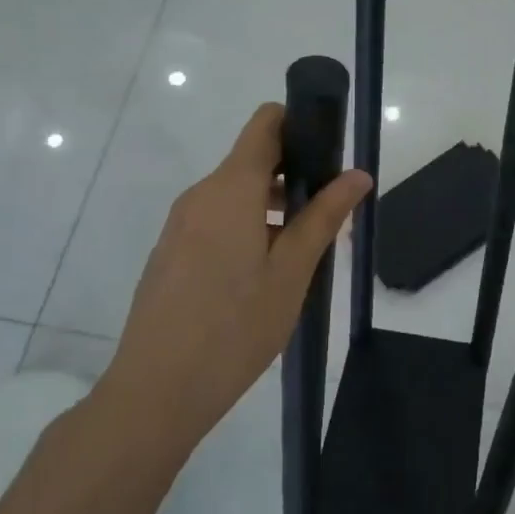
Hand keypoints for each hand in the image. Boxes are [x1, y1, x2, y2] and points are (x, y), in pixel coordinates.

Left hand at [95, 104, 370, 463]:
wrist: (156, 390)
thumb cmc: (235, 327)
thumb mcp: (292, 271)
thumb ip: (324, 216)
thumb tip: (358, 174)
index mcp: (231, 188)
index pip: (265, 123)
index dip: (300, 123)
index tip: (331, 152)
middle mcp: (201, 194)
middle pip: (252, 159)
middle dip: (294, 174)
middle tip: (329, 214)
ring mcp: (180, 224)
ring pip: (235, 193)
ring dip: (272, 206)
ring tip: (304, 251)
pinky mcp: (171, 251)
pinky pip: (216, 219)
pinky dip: (247, 227)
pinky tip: (264, 275)